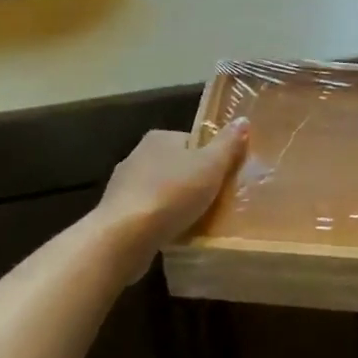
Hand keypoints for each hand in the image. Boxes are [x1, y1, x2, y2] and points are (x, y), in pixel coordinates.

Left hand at [97, 121, 249, 259]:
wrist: (124, 236)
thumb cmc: (172, 194)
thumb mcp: (211, 166)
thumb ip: (228, 144)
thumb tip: (242, 120)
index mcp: (159, 138)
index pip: (192, 142)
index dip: (210, 159)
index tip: (223, 178)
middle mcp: (137, 155)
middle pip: (176, 166)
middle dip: (193, 182)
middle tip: (214, 201)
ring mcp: (123, 186)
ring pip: (160, 190)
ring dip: (175, 203)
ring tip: (195, 221)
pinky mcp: (116, 214)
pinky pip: (147, 213)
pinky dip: (160, 221)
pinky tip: (172, 234)